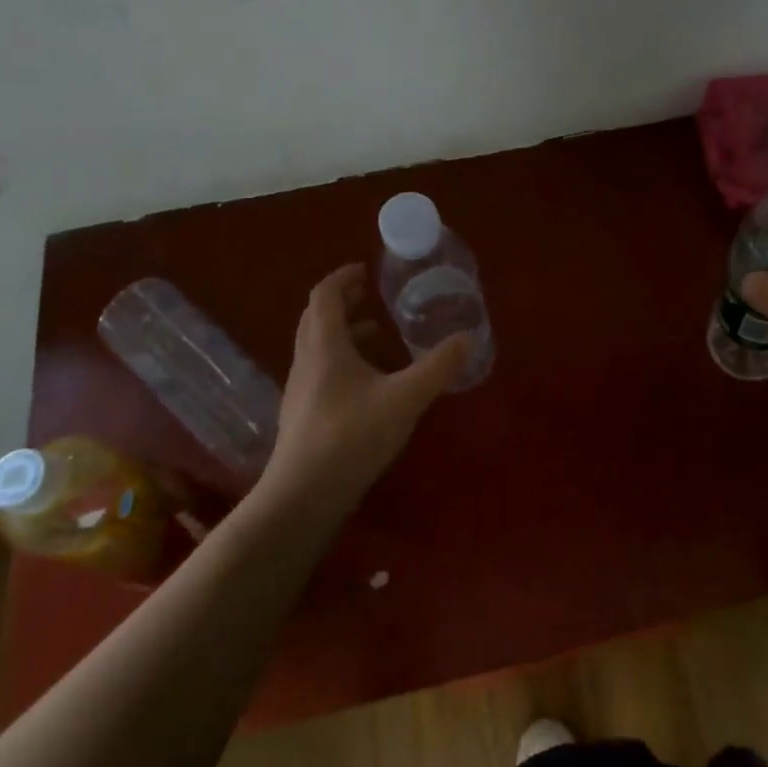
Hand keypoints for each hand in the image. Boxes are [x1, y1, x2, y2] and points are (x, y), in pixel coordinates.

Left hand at [262, 264, 469, 508]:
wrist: (303, 496)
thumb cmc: (351, 437)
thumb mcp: (405, 399)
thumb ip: (437, 367)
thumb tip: (467, 338)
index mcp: (325, 346)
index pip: (324, 295)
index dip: (343, 277)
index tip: (366, 269)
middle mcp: (307, 361)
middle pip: (316, 317)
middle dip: (342, 301)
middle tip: (370, 294)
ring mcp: (301, 390)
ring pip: (317, 346)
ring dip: (342, 331)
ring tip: (375, 333)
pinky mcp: (303, 415)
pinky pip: (320, 370)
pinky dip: (342, 359)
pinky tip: (368, 381)